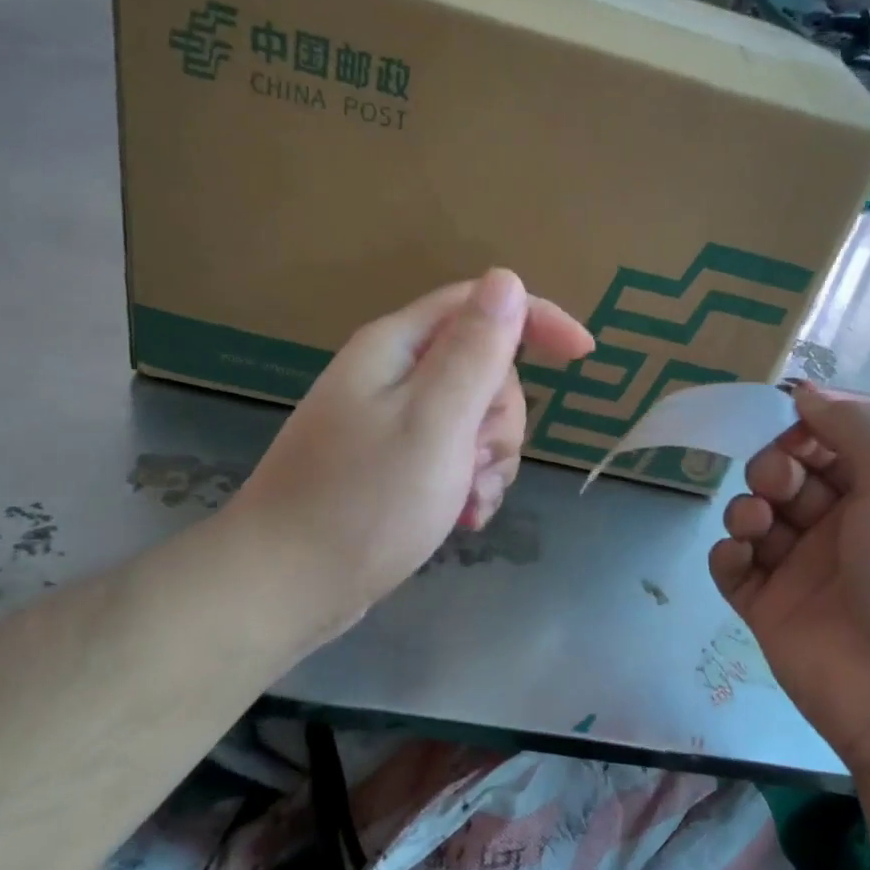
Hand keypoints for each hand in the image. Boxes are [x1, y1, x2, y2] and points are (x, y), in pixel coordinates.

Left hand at [232, 269, 592, 631]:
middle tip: (476, 459)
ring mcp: (393, 421)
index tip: (584, 354)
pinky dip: (471, 482)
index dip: (536, 319)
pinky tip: (463, 518)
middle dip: (500, 416)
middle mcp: (394, 375)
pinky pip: (456, 454)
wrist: (284, 588)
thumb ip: (475, 351)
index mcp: (398, 348)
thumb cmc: (365, 503)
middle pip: (484, 368)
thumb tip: (507, 281)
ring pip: (477, 417)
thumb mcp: (435, 422)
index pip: (481, 304)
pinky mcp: (394, 463)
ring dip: (490, 458)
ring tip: (467, 500)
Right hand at [709, 386, 869, 776]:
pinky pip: (735, 570)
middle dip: (774, 468)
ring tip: (755, 524)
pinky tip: (739, 556)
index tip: (790, 428)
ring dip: (747, 508)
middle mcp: (845, 534)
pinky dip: (728, 554)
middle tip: (777, 483)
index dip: (808, 434)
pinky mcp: (770, 613)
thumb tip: (806, 394)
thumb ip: (855, 429)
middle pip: (790, 480)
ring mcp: (805, 576)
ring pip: (758, 520)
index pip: (835, 450)